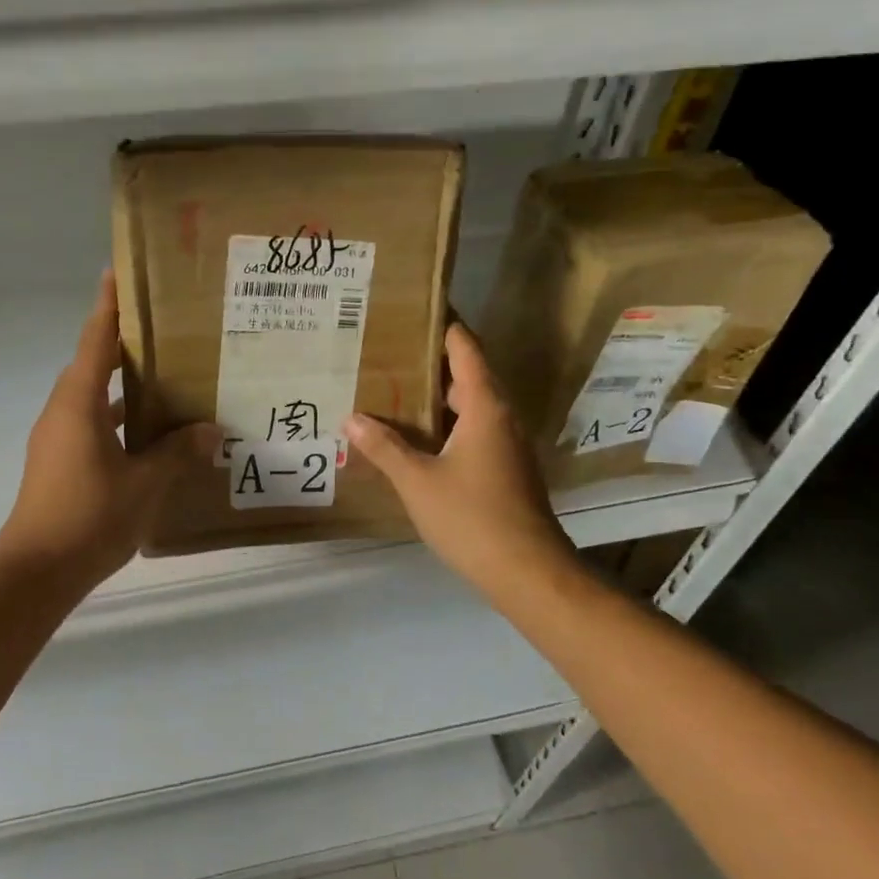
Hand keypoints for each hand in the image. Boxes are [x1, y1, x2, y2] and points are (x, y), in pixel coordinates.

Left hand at [0, 271, 218, 587]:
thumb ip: (178, 452)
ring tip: (165, 376)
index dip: (108, 305)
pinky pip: (92, 423)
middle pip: (93, 363)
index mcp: (79, 402)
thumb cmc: (89, 517)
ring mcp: (58, 438)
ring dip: (122, 383)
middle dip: (124, 342)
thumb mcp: (145, 484)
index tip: (118, 272)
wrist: (36, 572)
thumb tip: (211, 431)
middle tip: (165, 328)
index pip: (95, 338)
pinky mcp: (60, 461)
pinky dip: (117, 417)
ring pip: (93, 396)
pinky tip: (150, 433)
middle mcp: (63, 411)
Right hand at [345, 323, 577, 610]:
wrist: (527, 571)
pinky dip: (447, 421)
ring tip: (395, 387)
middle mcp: (501, 416)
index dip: (443, 325)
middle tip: (389, 349)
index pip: (465, 348)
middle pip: (468, 373)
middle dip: (431, 360)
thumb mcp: (418, 481)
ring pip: (471, 404)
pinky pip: (474, 427)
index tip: (415, 307)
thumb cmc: (472, 517)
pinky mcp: (506, 466)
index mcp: (485, 406)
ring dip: (438, 394)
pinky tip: (418, 434)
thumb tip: (351, 419)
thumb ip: (384, 448)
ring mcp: (507, 443)